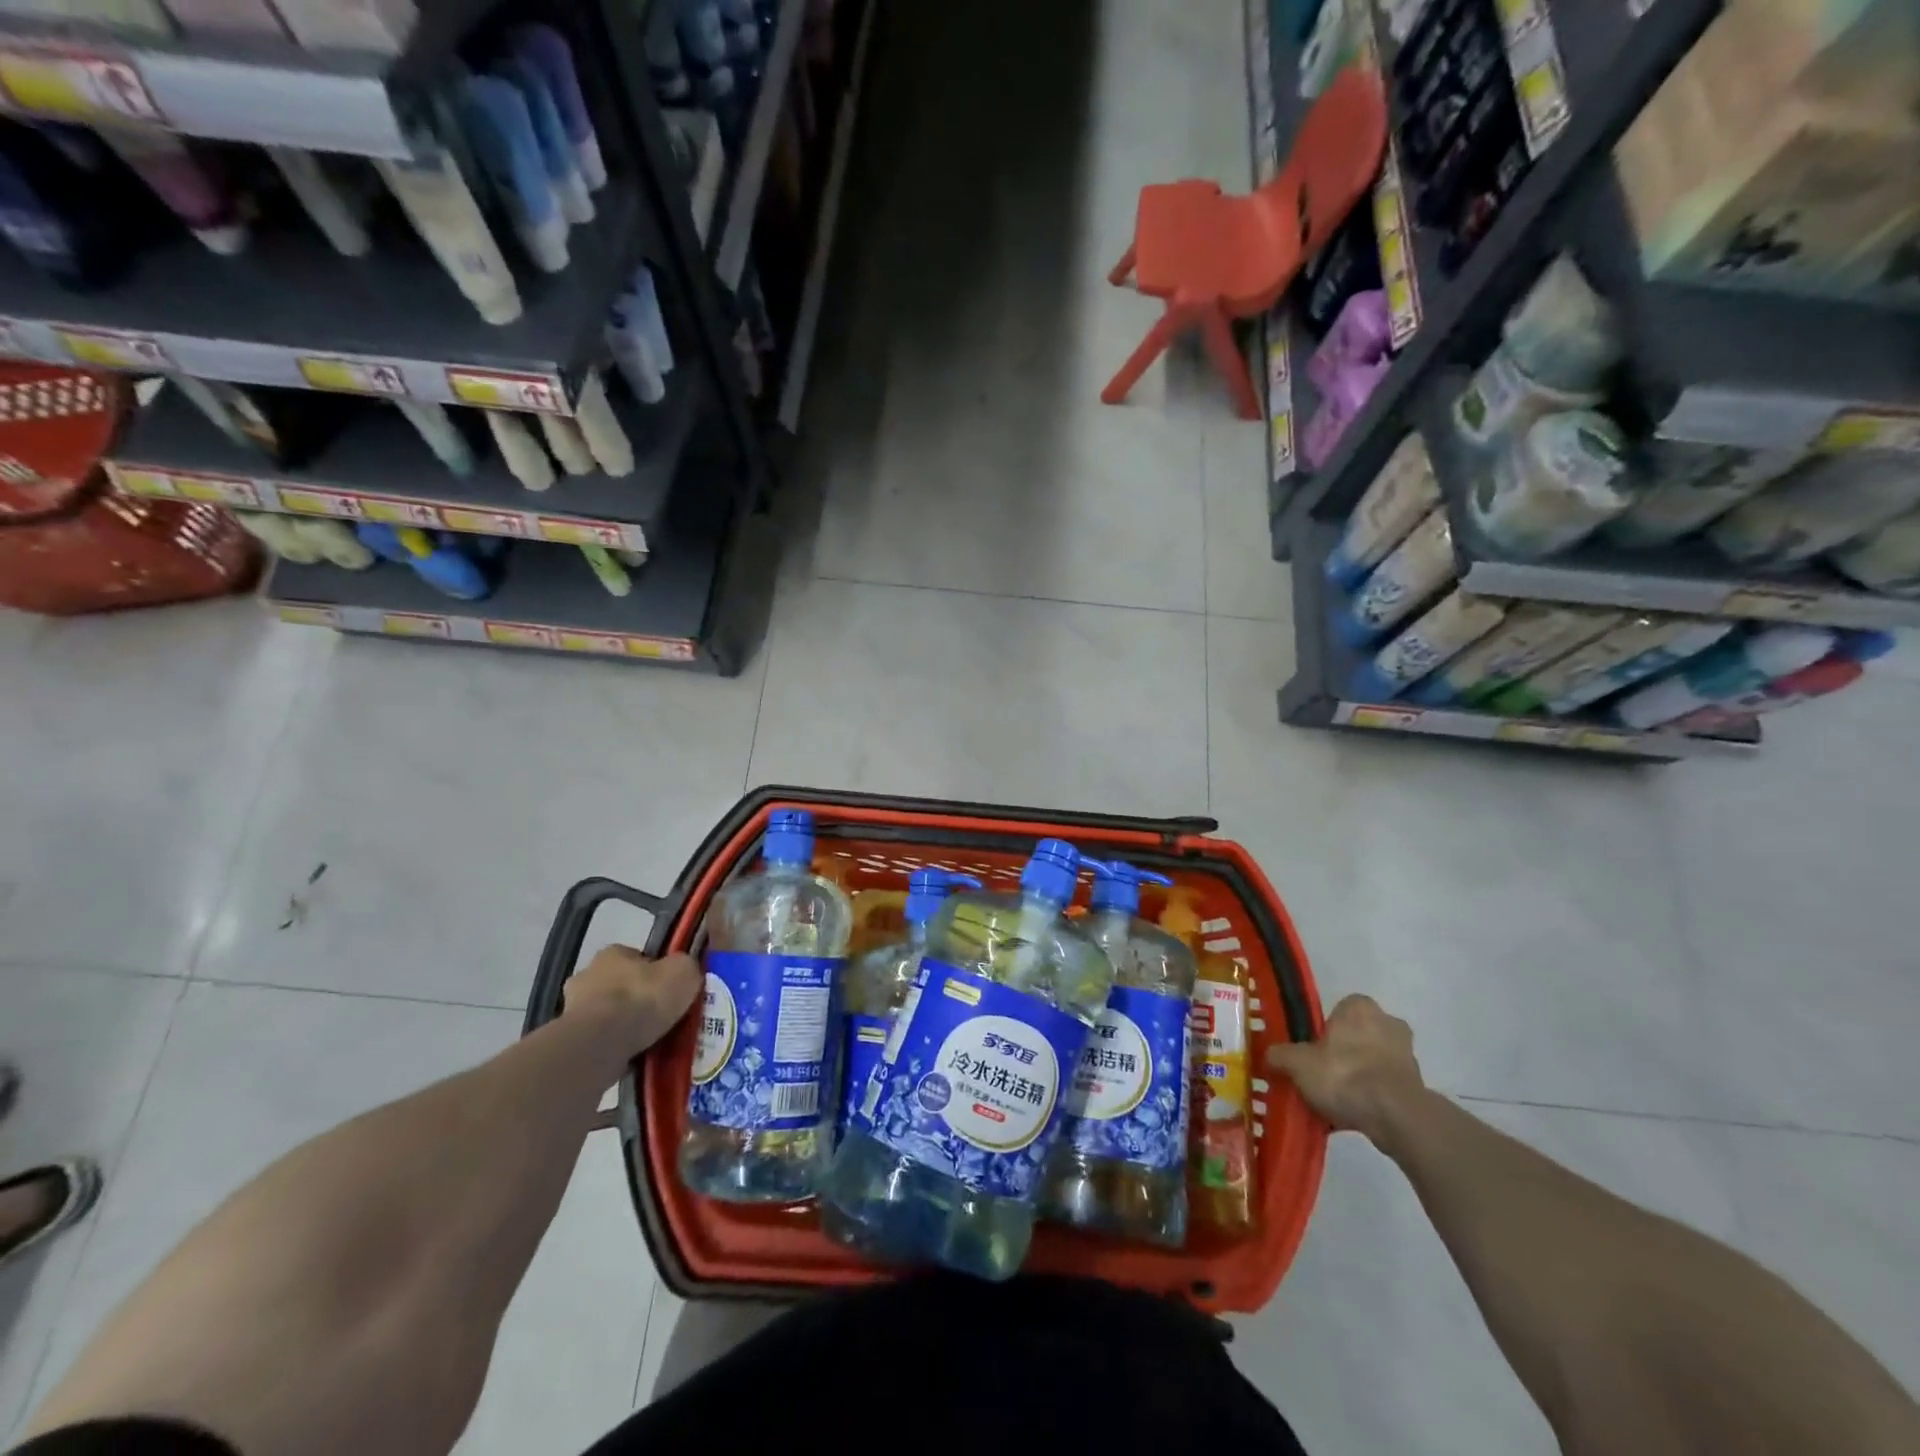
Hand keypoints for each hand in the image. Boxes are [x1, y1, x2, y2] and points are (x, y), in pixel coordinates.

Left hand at [564, 945, 700, 1054]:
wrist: (601, 1043)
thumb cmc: (643, 999)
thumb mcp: (683, 972)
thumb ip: (685, 967)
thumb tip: (683, 972)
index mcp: (612, 953)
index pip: (637, 958)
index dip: (656, 973)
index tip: (670, 990)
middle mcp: (587, 975)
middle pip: (619, 985)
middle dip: (636, 999)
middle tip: (660, 1017)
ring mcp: (572, 1010)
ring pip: (607, 1015)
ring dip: (623, 1025)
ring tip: (650, 1042)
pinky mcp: (570, 1040)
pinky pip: (599, 1041)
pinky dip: (614, 1047)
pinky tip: (633, 1057)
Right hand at [1265, 994, 1424, 1141]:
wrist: (1394, 1115)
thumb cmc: (1343, 1074)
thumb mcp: (1296, 1063)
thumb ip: (1280, 1055)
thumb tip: (1270, 1055)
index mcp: (1359, 1006)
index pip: (1339, 1010)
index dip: (1324, 1031)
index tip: (1312, 1051)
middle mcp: (1388, 1022)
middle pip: (1358, 1035)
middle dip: (1345, 1053)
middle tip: (1323, 1074)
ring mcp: (1408, 1055)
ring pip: (1374, 1061)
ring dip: (1360, 1076)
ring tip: (1338, 1100)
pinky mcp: (1419, 1086)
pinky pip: (1387, 1087)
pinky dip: (1373, 1097)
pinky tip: (1355, 1114)